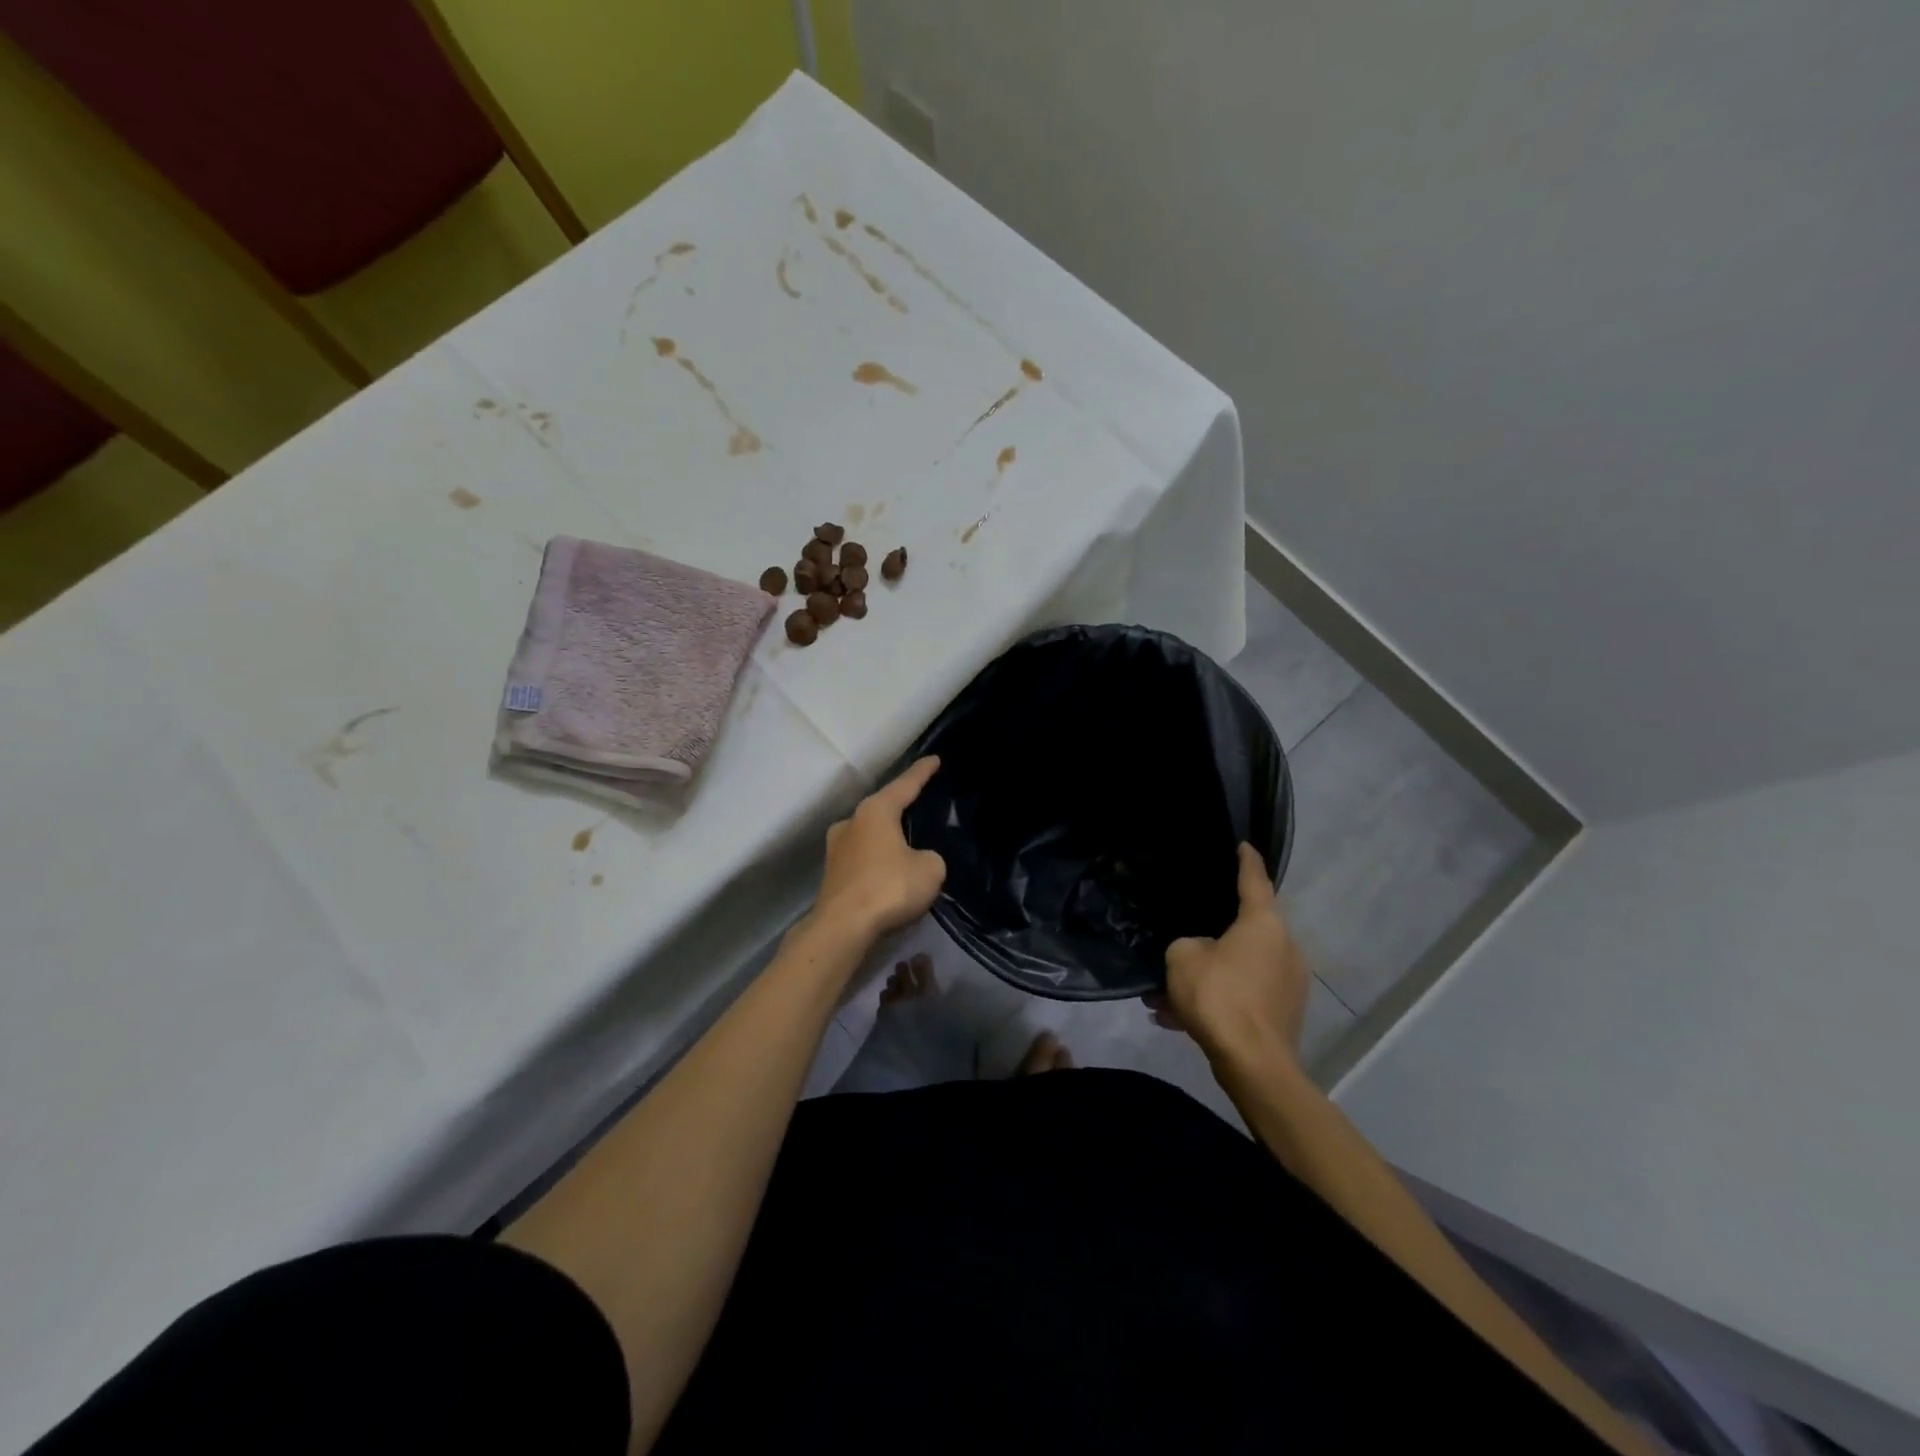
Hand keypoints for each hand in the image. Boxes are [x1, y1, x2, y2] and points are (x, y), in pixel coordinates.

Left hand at [812, 757, 946, 944]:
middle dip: (901, 807)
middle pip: (882, 807)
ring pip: (869, 833)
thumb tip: (918, 860)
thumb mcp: (930, 869)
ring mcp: (836, 847)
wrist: (842, 927)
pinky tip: (888, 870)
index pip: (905, 784)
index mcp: (876, 810)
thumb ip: (930, 857)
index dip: (922, 772)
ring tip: (905, 842)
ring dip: (886, 837)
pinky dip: (876, 860)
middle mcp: (852, 821)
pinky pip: (862, 857)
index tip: (934, 759)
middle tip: (920, 804)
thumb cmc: (889, 887)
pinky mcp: (832, 873)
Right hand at [1149, 843, 1308, 1068]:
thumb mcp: (1182, 957)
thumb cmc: (1219, 996)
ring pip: (1239, 969)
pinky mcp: (1283, 1014)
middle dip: (1212, 937)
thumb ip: (1186, 944)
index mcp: (1263, 924)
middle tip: (1183, 941)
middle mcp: (1284, 947)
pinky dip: (1218, 1001)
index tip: (1243, 845)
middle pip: (1244, 930)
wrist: (1253, 1064)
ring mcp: (1288, 983)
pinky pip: (1244, 996)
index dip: (1246, 861)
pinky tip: (1179, 1020)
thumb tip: (1198, 953)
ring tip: (1167, 996)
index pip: (1255, 880)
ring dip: (1208, 977)